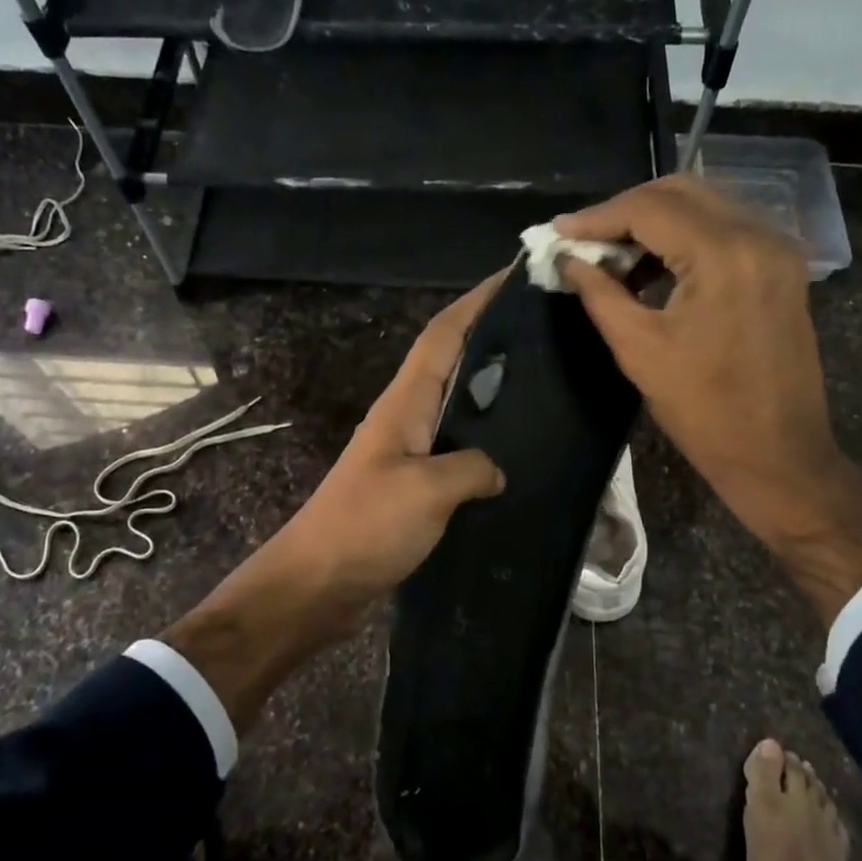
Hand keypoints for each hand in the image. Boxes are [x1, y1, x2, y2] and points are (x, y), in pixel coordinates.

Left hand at [166, 276, 506, 728]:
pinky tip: (515, 454)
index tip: (515, 275)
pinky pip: (454, 451)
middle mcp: (404, 418)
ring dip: (489, 390)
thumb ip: (472, 467)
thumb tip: (497, 468)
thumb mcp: (426, 490)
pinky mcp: (411, 488)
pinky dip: (483, 443)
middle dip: (490, 338)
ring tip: (542, 383)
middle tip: (545, 330)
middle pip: (450, 362)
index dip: (476, 302)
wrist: (316, 585)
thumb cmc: (366, 527)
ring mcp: (406, 453)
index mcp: (404, 403)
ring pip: (455, 407)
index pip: (442, 335)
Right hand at [557, 177, 861, 623]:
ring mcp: (777, 249)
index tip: (557, 232)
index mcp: (724, 254)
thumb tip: (568, 260)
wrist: (777, 453)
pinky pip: (724, 229)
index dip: (597, 217)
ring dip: (654, 221)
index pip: (649, 209)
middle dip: (625, 210)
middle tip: (583, 240)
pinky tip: (652, 265)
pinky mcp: (782, 267)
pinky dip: (683, 237)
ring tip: (611, 254)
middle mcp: (758, 236)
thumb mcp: (639, 349)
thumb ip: (599, 293)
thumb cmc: (703, 409)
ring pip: (704, 205)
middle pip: (680, 192)